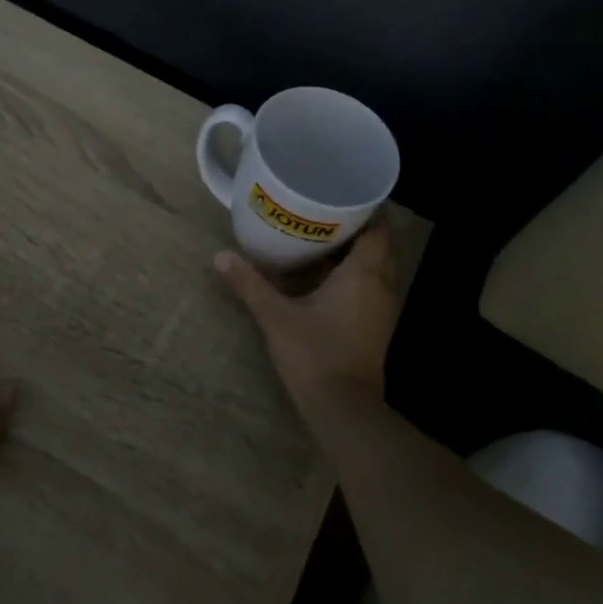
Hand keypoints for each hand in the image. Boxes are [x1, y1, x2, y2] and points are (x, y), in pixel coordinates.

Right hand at [213, 223, 401, 409]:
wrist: (343, 408)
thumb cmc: (314, 354)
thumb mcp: (275, 316)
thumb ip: (249, 284)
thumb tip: (220, 256)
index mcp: (364, 273)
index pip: (379, 227)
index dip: (365, 207)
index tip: (340, 194)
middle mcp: (382, 285)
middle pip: (378, 244)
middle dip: (356, 227)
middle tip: (322, 213)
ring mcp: (383, 308)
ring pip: (375, 268)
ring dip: (354, 253)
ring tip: (320, 240)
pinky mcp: (376, 326)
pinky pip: (370, 287)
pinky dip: (353, 276)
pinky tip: (323, 278)